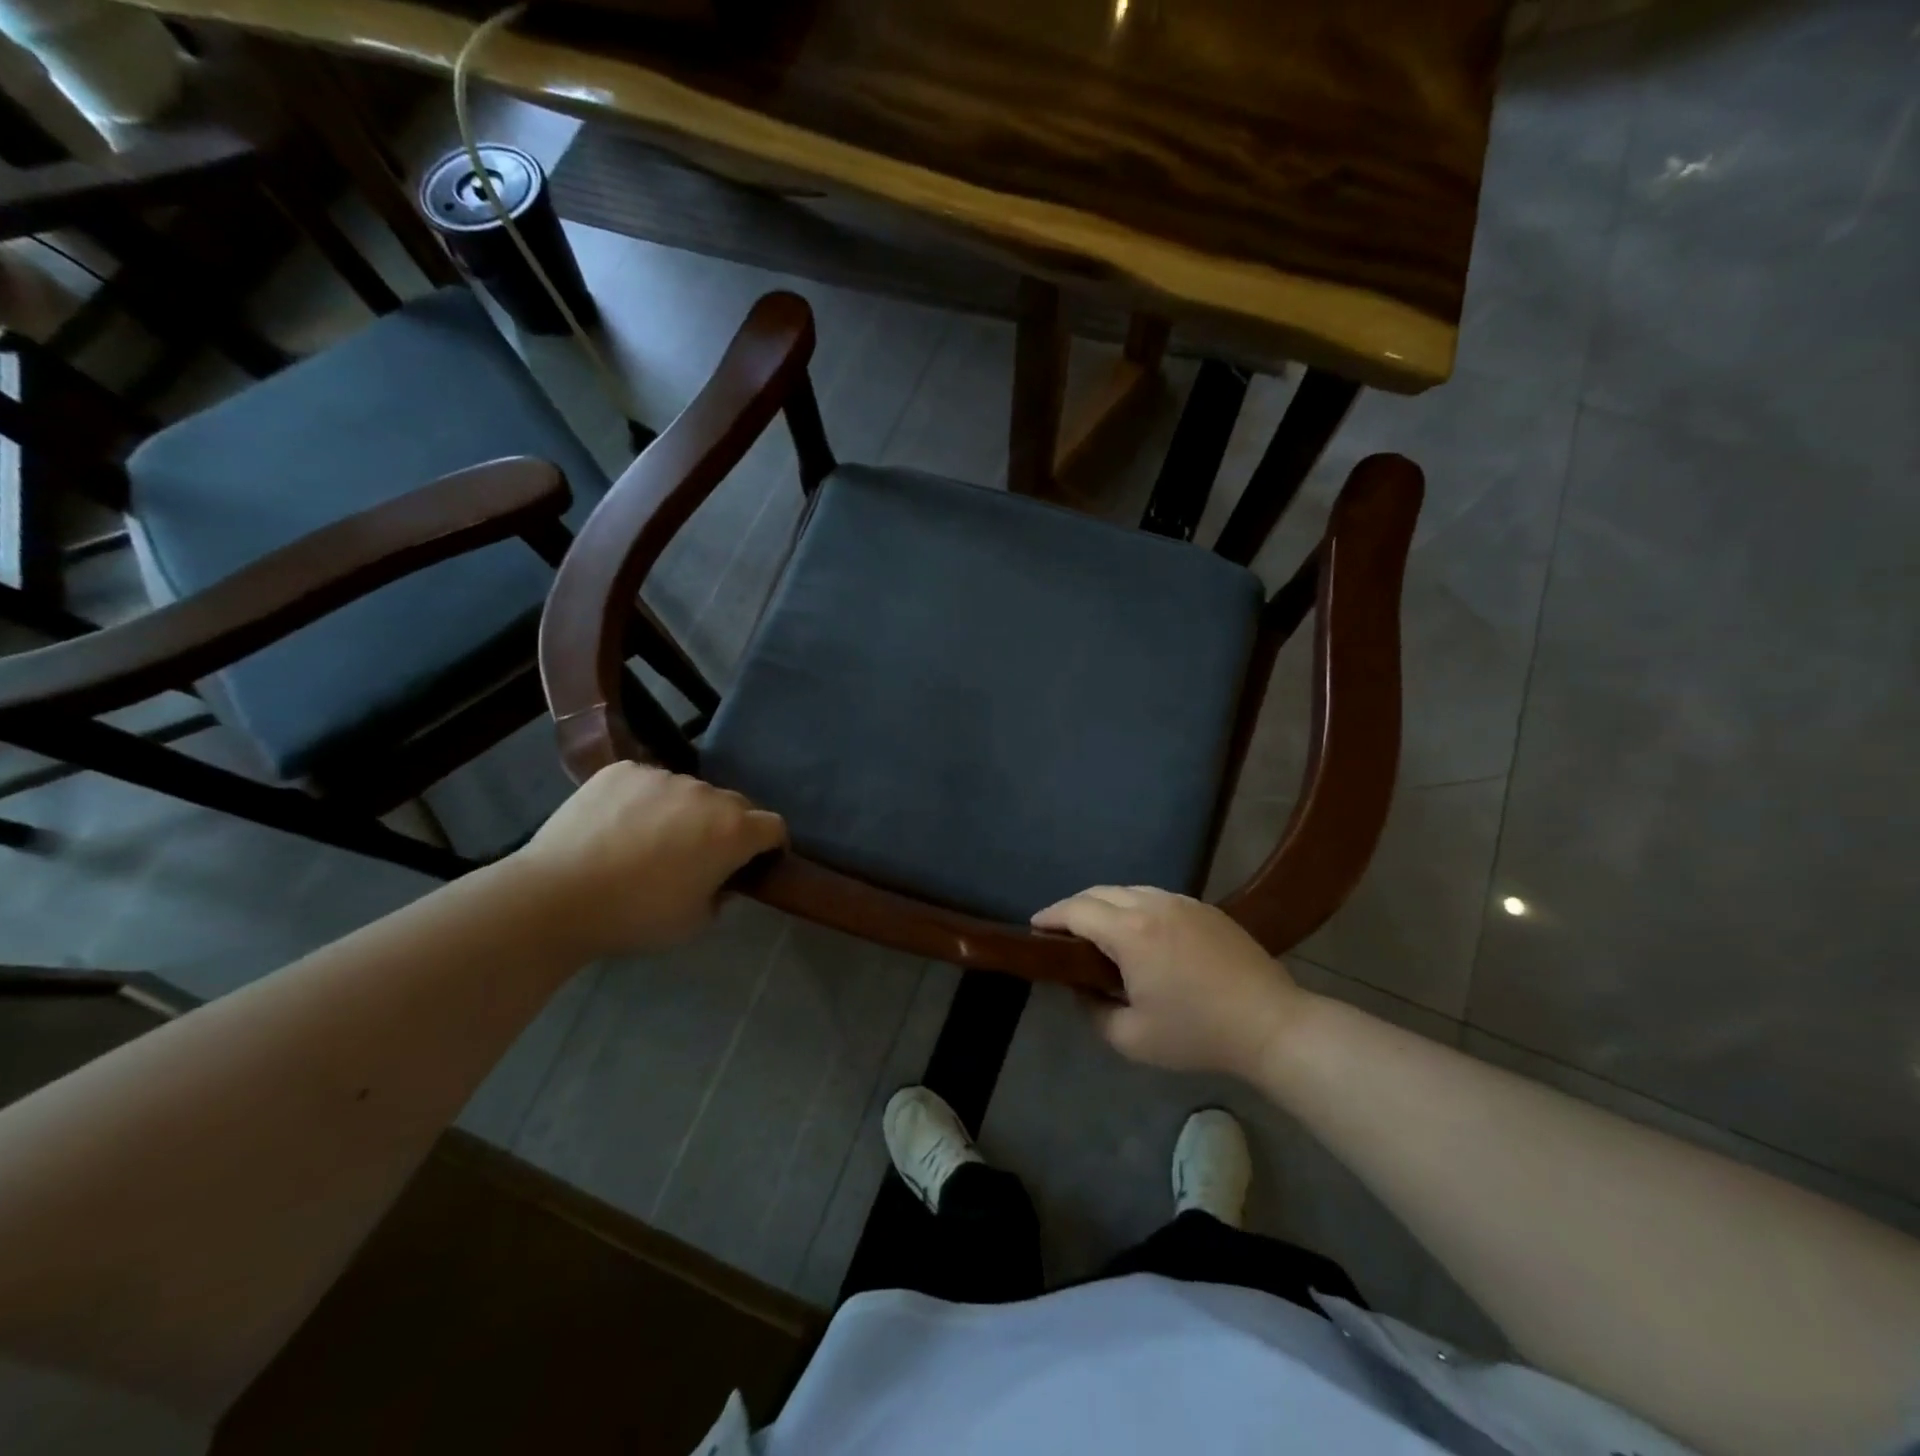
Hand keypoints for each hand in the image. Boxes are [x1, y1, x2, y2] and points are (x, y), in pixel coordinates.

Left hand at [510, 763, 785, 958]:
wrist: (557, 896)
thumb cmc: (636, 916)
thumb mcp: (695, 922)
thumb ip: (721, 895)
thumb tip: (719, 880)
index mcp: (733, 831)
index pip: (773, 826)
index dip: (771, 845)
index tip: (757, 862)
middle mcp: (707, 794)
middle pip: (734, 805)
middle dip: (728, 828)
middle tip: (700, 856)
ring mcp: (663, 777)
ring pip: (689, 792)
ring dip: (685, 812)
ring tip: (651, 840)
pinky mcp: (624, 770)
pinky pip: (649, 782)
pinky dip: (645, 800)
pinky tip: (619, 825)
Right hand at [1031, 887, 1306, 1080]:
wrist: (1270, 1024)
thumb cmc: (1197, 1033)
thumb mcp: (1132, 1039)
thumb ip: (1093, 1012)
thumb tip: (1081, 989)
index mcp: (1130, 932)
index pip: (1076, 911)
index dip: (1050, 916)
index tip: (1034, 927)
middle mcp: (1152, 905)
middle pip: (1099, 892)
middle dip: (1073, 907)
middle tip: (1060, 930)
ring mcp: (1182, 902)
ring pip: (1129, 889)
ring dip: (1104, 904)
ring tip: (1096, 929)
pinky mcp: (1205, 908)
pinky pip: (1156, 896)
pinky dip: (1134, 905)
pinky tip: (1139, 931)